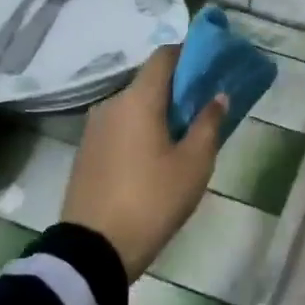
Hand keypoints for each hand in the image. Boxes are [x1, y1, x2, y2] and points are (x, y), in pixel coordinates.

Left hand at [60, 45, 224, 278]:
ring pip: (133, 106)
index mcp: (138, 99)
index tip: (210, 68)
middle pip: (149, 82)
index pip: (164, 56)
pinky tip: (153, 157)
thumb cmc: (152, 200)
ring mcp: (93, 128)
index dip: (189, 54)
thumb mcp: (193, 164)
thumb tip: (218, 96)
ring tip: (181, 138)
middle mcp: (111, 104)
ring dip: (158, 112)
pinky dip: (139, 130)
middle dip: (177, 89)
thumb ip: (208, 123)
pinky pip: (119, 127)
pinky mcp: (85, 151)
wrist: (92, 250)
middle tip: (203, 109)